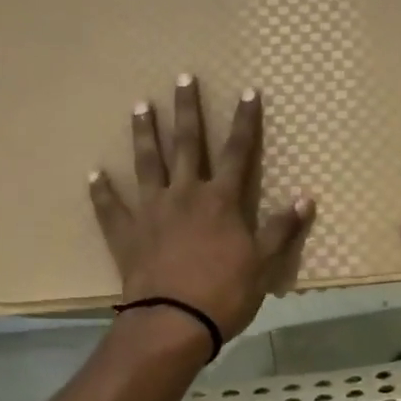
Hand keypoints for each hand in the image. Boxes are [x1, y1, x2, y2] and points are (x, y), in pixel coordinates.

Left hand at [89, 75, 314, 342]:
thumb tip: (307, 198)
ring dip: (145, 134)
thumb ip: (282, 229)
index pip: (238, 152)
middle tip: (182, 78)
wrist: (173, 322)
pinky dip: (102, 192)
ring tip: (140, 107)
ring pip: (147, 164)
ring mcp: (152, 211)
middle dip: (187, 110)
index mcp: (221, 200)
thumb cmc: (225, 293)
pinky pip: (110, 208)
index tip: (247, 92)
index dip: (245, 121)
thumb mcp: (264, 264)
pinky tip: (93, 174)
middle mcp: (185, 195)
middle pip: (188, 145)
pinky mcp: (126, 234)